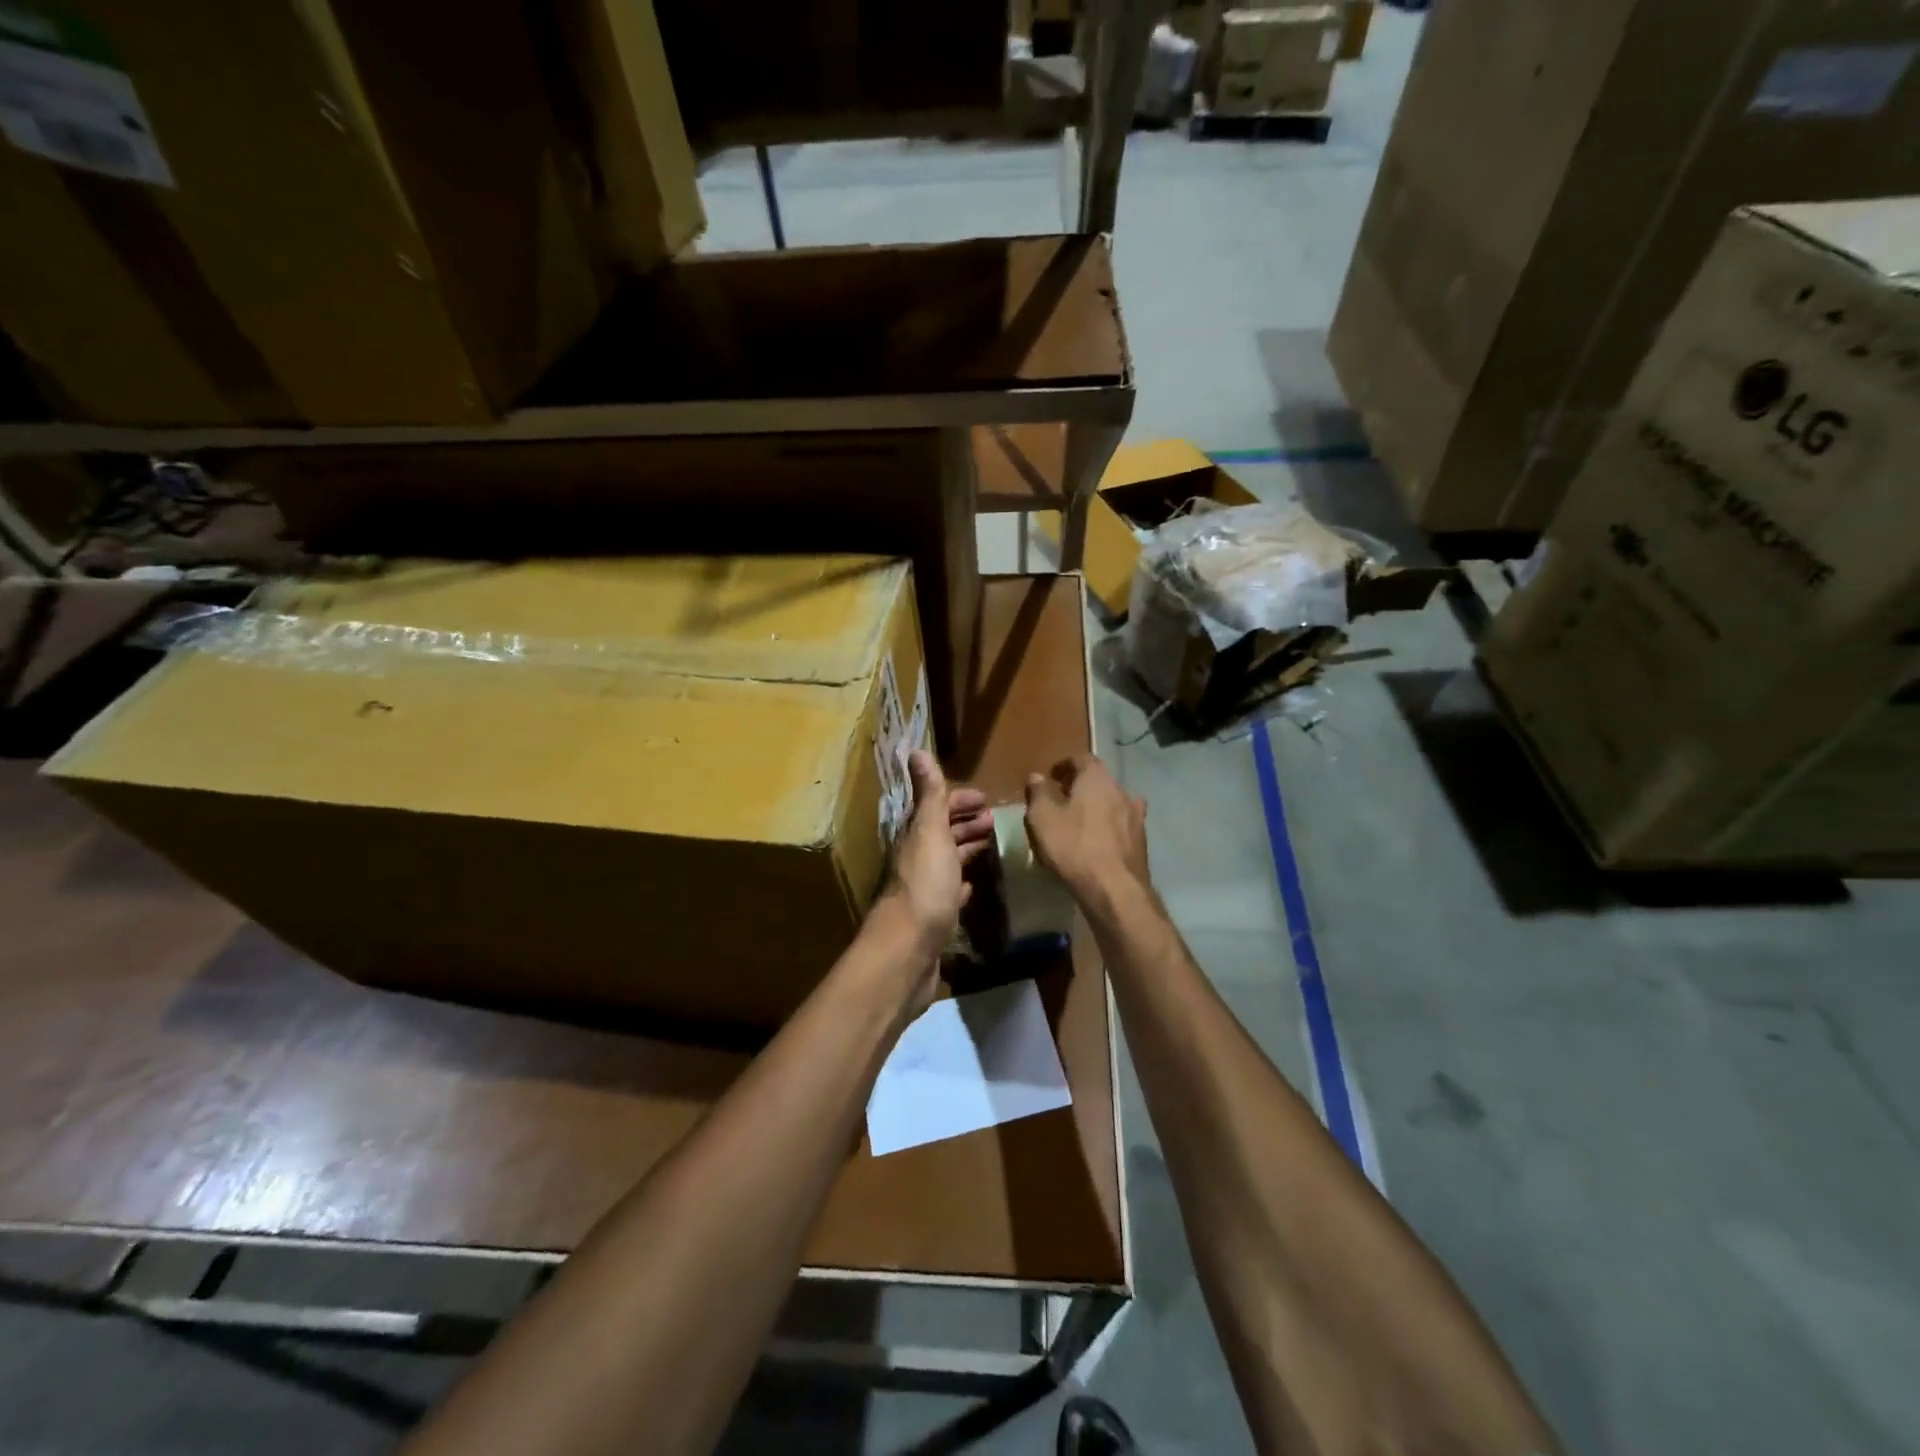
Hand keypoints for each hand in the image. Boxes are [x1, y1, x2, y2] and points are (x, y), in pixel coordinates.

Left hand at [874, 751, 992, 964]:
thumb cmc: (925, 885)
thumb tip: (915, 750)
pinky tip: (972, 885)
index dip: (959, 801)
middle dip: (965, 823)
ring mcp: (925, 889)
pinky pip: (949, 893)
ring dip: (966, 849)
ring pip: (947, 861)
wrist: (908, 949)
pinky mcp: (934, 917)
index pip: (937, 808)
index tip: (987, 800)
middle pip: (942, 834)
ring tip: (991, 845)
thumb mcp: (929, 832)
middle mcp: (917, 859)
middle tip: (994, 821)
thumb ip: (928, 794)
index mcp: (917, 837)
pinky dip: (962, 883)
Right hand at [1025, 755, 1149, 901]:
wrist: (1115, 889)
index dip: (1064, 765)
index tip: (1050, 777)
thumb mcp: (1043, 817)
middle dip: (1080, 786)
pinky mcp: (1141, 840)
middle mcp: (1121, 789)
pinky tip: (1100, 840)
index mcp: (1097, 777)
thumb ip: (1038, 792)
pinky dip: (1109, 826)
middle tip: (1061, 799)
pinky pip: (1121, 825)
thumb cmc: (1074, 846)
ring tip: (1079, 822)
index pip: (1081, 758)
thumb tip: (1037, 776)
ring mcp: (1135, 815)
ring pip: (1112, 802)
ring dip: (1096, 806)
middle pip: (1098, 779)